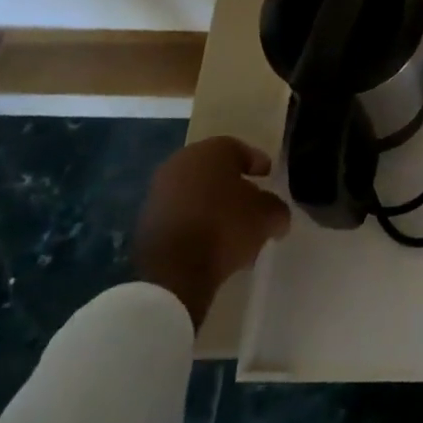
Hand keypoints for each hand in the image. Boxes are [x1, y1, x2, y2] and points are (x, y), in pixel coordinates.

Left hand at [133, 136, 291, 325]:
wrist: (173, 273)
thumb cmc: (225, 228)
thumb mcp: (267, 216)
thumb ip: (277, 208)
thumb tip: (277, 215)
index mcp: (212, 150)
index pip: (241, 150)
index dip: (257, 164)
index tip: (268, 178)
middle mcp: (181, 162)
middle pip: (216, 172)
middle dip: (234, 187)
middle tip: (251, 205)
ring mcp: (159, 192)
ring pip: (196, 195)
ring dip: (213, 208)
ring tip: (232, 232)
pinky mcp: (146, 222)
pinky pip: (180, 216)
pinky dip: (195, 224)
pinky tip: (209, 245)